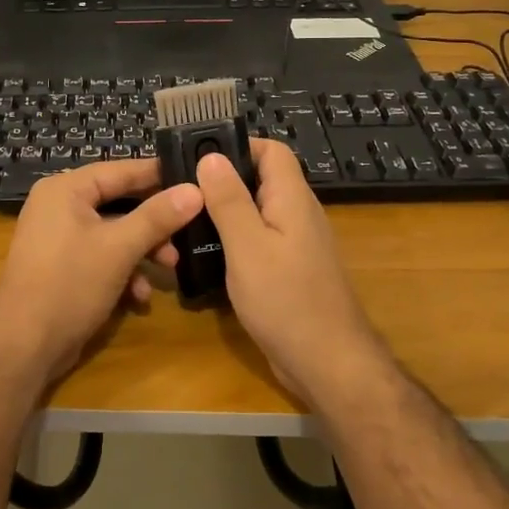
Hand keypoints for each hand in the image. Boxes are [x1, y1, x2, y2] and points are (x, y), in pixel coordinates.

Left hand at [0, 159, 203, 388]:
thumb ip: (158, 217)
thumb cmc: (69, 284)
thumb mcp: (119, 248)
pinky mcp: (62, 267)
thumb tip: (196, 189)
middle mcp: (59, 206)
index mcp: (66, 190)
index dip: (159, 175)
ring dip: (143, 251)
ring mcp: (58, 238)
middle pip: (119, 202)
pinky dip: (122, 271)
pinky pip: (100, 257)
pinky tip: (139, 297)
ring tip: (170, 269)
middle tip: (189, 232)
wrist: (22, 346)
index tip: (197, 179)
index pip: (121, 170)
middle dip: (154, 223)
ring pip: (113, 233)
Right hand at [195, 139, 387, 403]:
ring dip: (226, 212)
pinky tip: (208, 254)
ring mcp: (296, 244)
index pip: (271, 150)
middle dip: (223, 180)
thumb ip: (229, 200)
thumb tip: (211, 156)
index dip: (237, 145)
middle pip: (262, 180)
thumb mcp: (248, 246)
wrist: (326, 362)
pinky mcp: (289, 271)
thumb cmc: (286, 300)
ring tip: (187, 219)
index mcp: (292, 199)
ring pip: (258, 212)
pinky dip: (234, 240)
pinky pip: (260, 241)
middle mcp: (298, 215)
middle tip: (182, 190)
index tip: (197, 157)